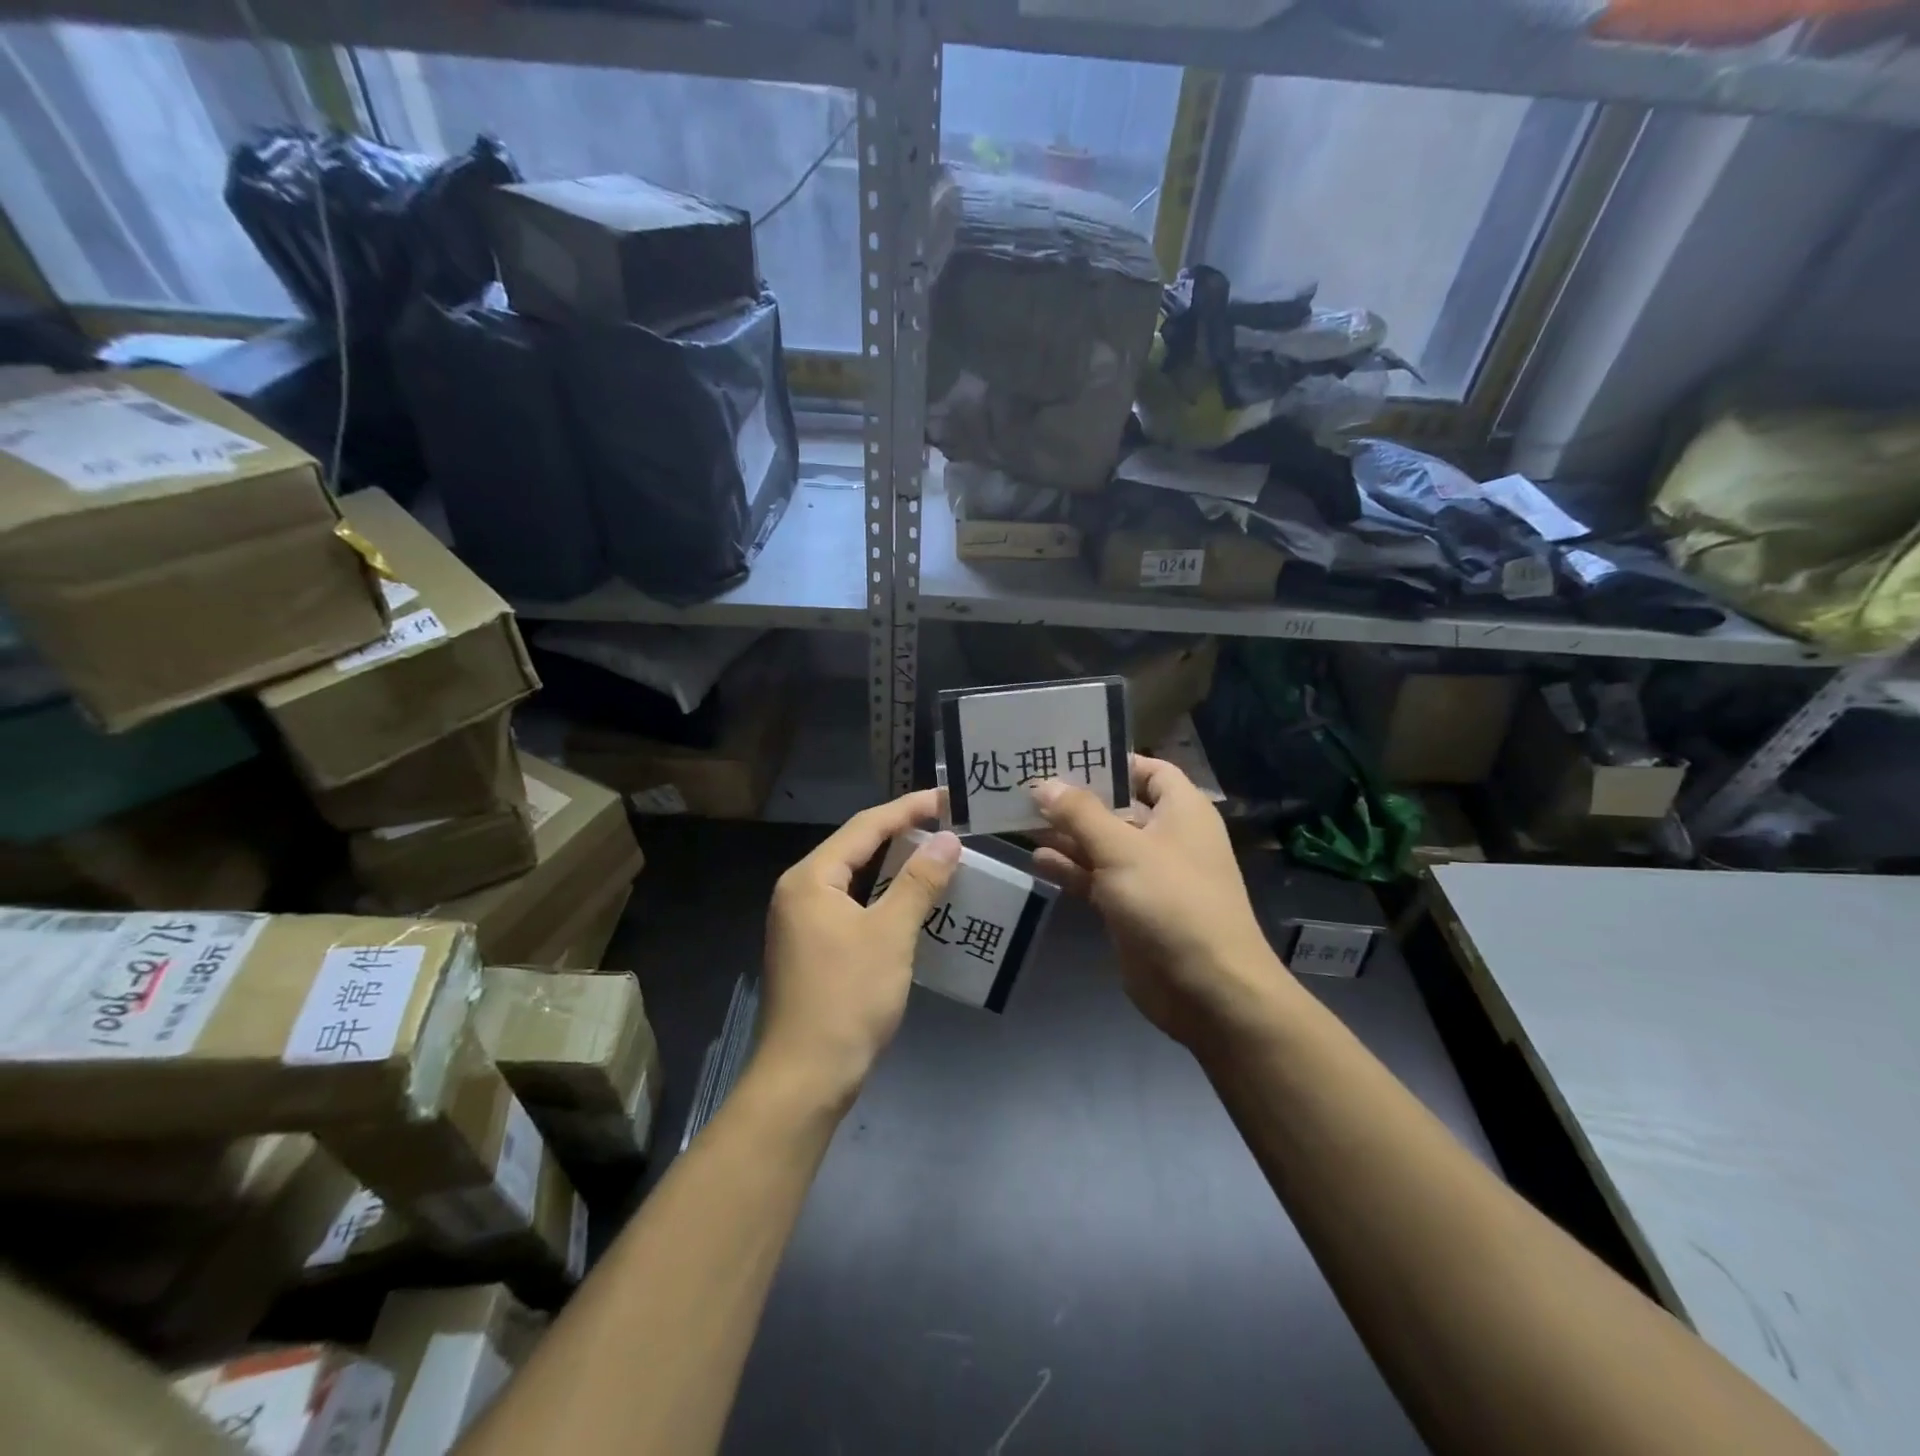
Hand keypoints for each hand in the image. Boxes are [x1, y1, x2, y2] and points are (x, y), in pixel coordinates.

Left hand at [760, 790, 961, 1105]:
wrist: (806, 1078)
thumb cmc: (847, 999)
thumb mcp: (890, 935)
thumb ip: (919, 882)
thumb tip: (948, 840)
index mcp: (811, 878)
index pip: (865, 826)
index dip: (908, 809)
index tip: (947, 798)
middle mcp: (800, 891)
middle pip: (857, 848)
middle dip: (903, 835)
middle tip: (948, 825)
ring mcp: (803, 921)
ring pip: (857, 879)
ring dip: (896, 867)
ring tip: (939, 856)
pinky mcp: (814, 947)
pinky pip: (854, 906)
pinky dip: (885, 898)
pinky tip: (915, 902)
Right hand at [1031, 756, 1287, 1049]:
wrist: (1207, 990)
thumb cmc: (1171, 902)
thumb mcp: (1122, 849)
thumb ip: (1080, 813)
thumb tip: (1043, 783)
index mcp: (1181, 811)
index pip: (1147, 769)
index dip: (1110, 760)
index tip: (1064, 755)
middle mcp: (1166, 837)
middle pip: (1117, 807)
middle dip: (1075, 799)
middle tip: (1026, 786)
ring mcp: (1148, 875)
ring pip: (1102, 844)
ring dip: (1066, 835)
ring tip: (1020, 820)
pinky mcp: (1131, 908)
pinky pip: (1097, 878)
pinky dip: (1071, 869)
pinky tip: (1038, 860)